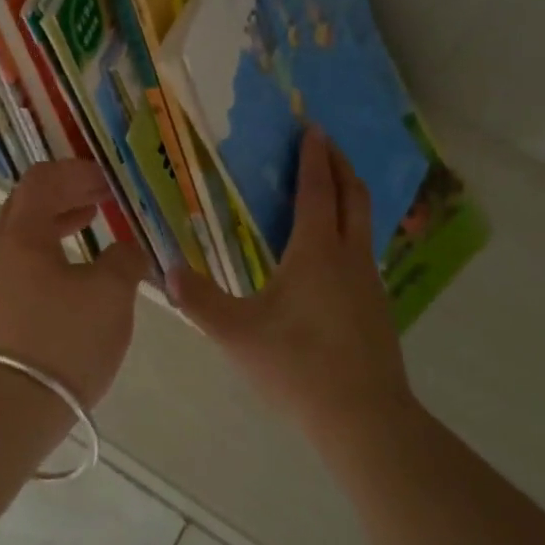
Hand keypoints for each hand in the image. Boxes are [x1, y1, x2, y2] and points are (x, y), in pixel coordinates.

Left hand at [0, 159, 150, 408]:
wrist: (2, 413)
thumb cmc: (61, 343)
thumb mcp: (110, 297)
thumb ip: (125, 261)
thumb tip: (127, 248)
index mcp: (20, 236)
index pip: (42, 180)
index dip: (77, 173)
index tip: (107, 182)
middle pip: (26, 207)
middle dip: (66, 197)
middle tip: (101, 201)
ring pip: (20, 242)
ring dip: (55, 229)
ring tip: (89, 233)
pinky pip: (16, 272)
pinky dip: (45, 260)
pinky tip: (69, 283)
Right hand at [168, 126, 413, 443]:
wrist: (364, 416)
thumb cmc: (297, 366)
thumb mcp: (237, 334)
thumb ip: (199, 300)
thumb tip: (167, 271)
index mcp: (316, 251)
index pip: (317, 189)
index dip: (313, 157)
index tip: (311, 128)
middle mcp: (349, 256)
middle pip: (352, 196)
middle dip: (339, 163)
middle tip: (325, 143)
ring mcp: (369, 281)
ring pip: (364, 223)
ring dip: (349, 195)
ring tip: (330, 188)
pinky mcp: (377, 306)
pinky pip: (365, 250)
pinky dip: (351, 229)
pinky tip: (334, 253)